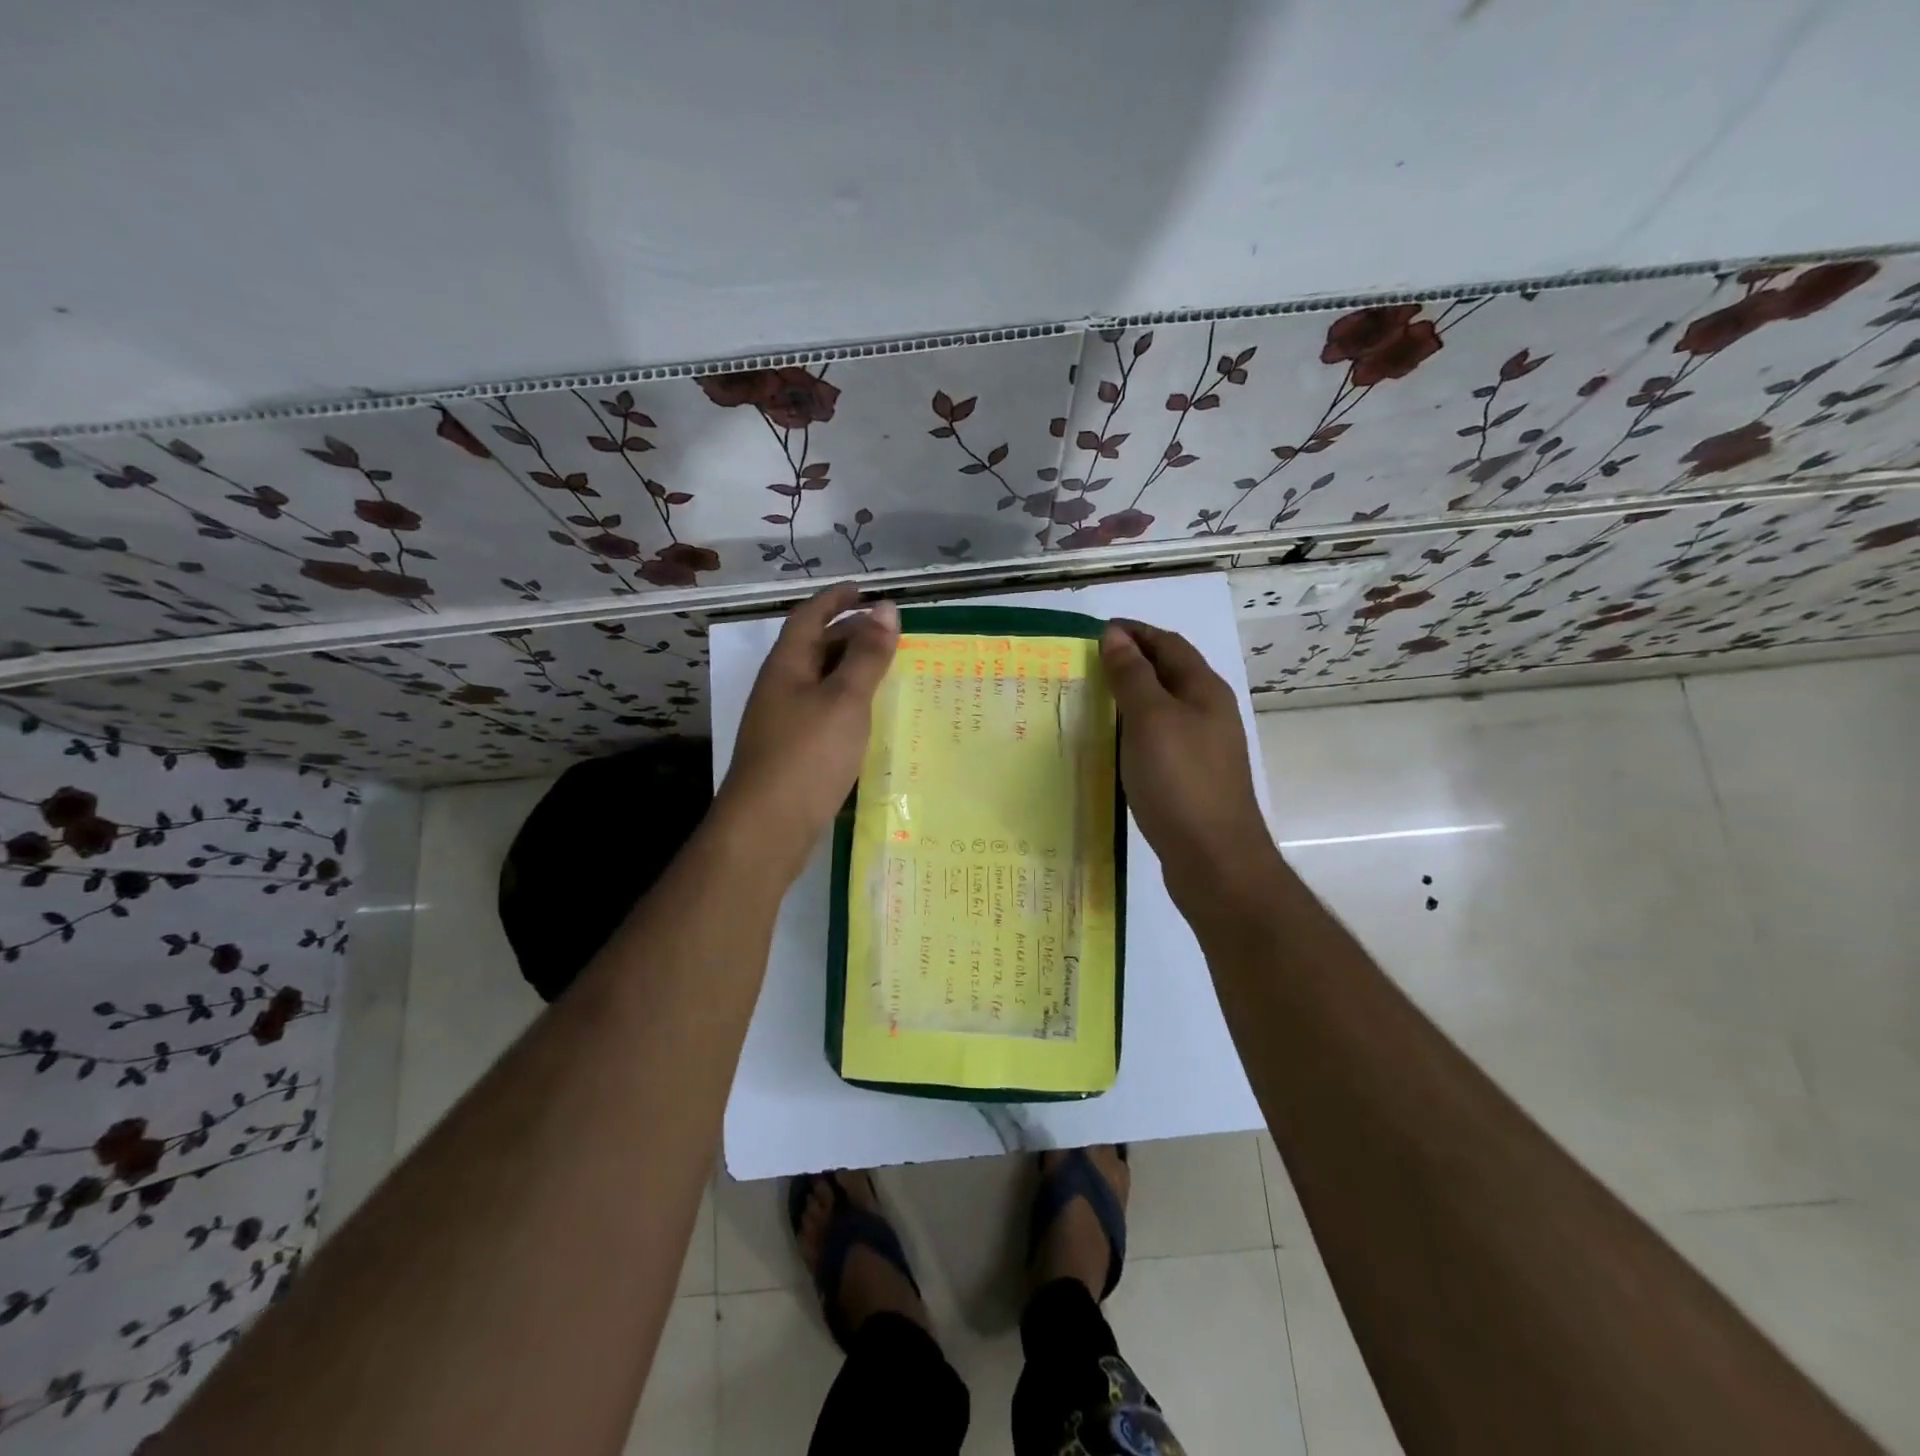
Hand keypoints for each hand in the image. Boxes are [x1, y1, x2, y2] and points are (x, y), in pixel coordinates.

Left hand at [716, 584, 899, 873]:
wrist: (767, 827)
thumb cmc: (807, 754)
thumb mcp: (845, 699)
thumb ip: (867, 655)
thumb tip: (886, 607)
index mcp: (787, 666)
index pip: (809, 617)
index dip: (835, 599)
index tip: (863, 589)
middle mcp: (780, 688)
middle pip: (814, 648)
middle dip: (847, 634)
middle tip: (887, 633)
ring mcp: (783, 723)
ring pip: (820, 683)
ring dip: (850, 671)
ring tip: (886, 671)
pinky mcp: (792, 753)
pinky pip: (823, 713)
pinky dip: (847, 705)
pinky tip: (869, 719)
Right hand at [1100, 620, 1278, 908]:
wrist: (1214, 859)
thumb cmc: (1180, 781)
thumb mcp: (1150, 720)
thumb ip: (1132, 676)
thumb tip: (1116, 635)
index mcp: (1203, 690)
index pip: (1167, 643)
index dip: (1133, 632)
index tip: (1094, 633)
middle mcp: (1208, 712)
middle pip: (1168, 673)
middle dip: (1130, 662)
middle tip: (1086, 666)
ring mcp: (1203, 747)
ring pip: (1163, 708)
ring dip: (1130, 698)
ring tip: (1091, 701)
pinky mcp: (1191, 777)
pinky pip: (1159, 739)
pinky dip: (1133, 731)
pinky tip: (1112, 745)